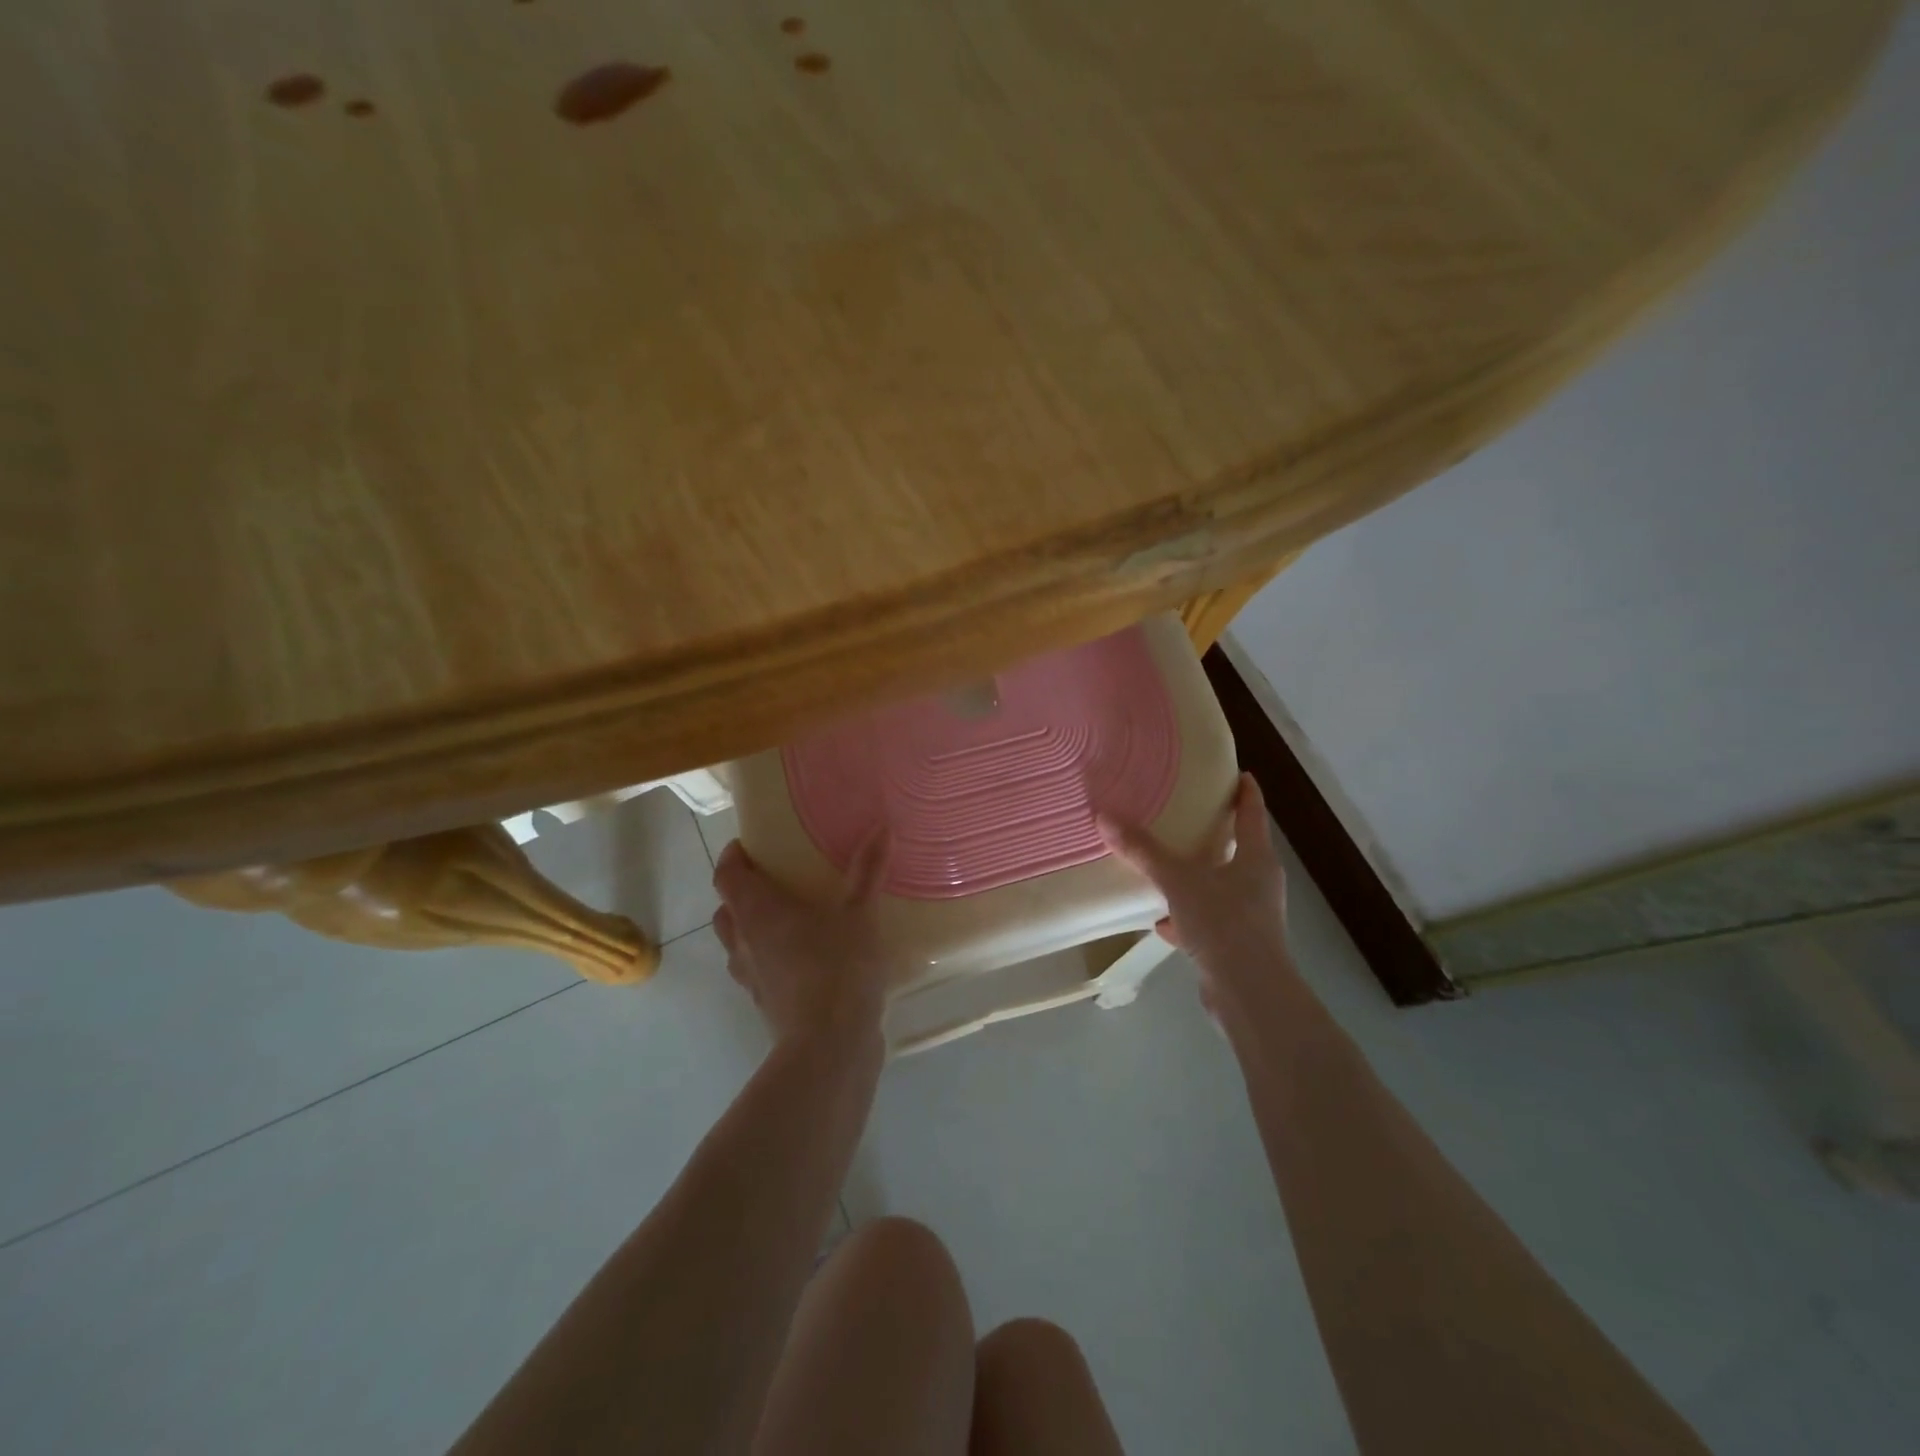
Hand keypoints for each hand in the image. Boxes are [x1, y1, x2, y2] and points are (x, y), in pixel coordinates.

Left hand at [711, 834, 892, 1051]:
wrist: (830, 1046)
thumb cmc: (837, 967)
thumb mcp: (859, 914)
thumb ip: (867, 870)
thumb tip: (881, 826)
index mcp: (758, 912)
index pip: (727, 876)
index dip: (733, 858)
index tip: (748, 846)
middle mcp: (745, 943)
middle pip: (728, 910)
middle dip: (742, 894)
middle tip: (773, 881)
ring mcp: (752, 979)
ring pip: (739, 945)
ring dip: (753, 930)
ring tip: (788, 921)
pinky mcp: (767, 1006)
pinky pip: (759, 973)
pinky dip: (772, 961)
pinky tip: (805, 962)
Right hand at [1098, 773, 1292, 1014]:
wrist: (1249, 994)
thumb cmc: (1223, 924)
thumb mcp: (1178, 881)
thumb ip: (1143, 851)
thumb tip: (1105, 816)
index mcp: (1257, 859)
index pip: (1254, 814)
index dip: (1246, 792)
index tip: (1239, 774)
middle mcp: (1260, 883)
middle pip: (1241, 849)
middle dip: (1217, 834)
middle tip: (1190, 816)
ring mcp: (1252, 917)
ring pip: (1223, 887)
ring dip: (1199, 878)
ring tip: (1169, 869)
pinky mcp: (1239, 946)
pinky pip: (1210, 922)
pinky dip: (1188, 918)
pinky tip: (1162, 924)